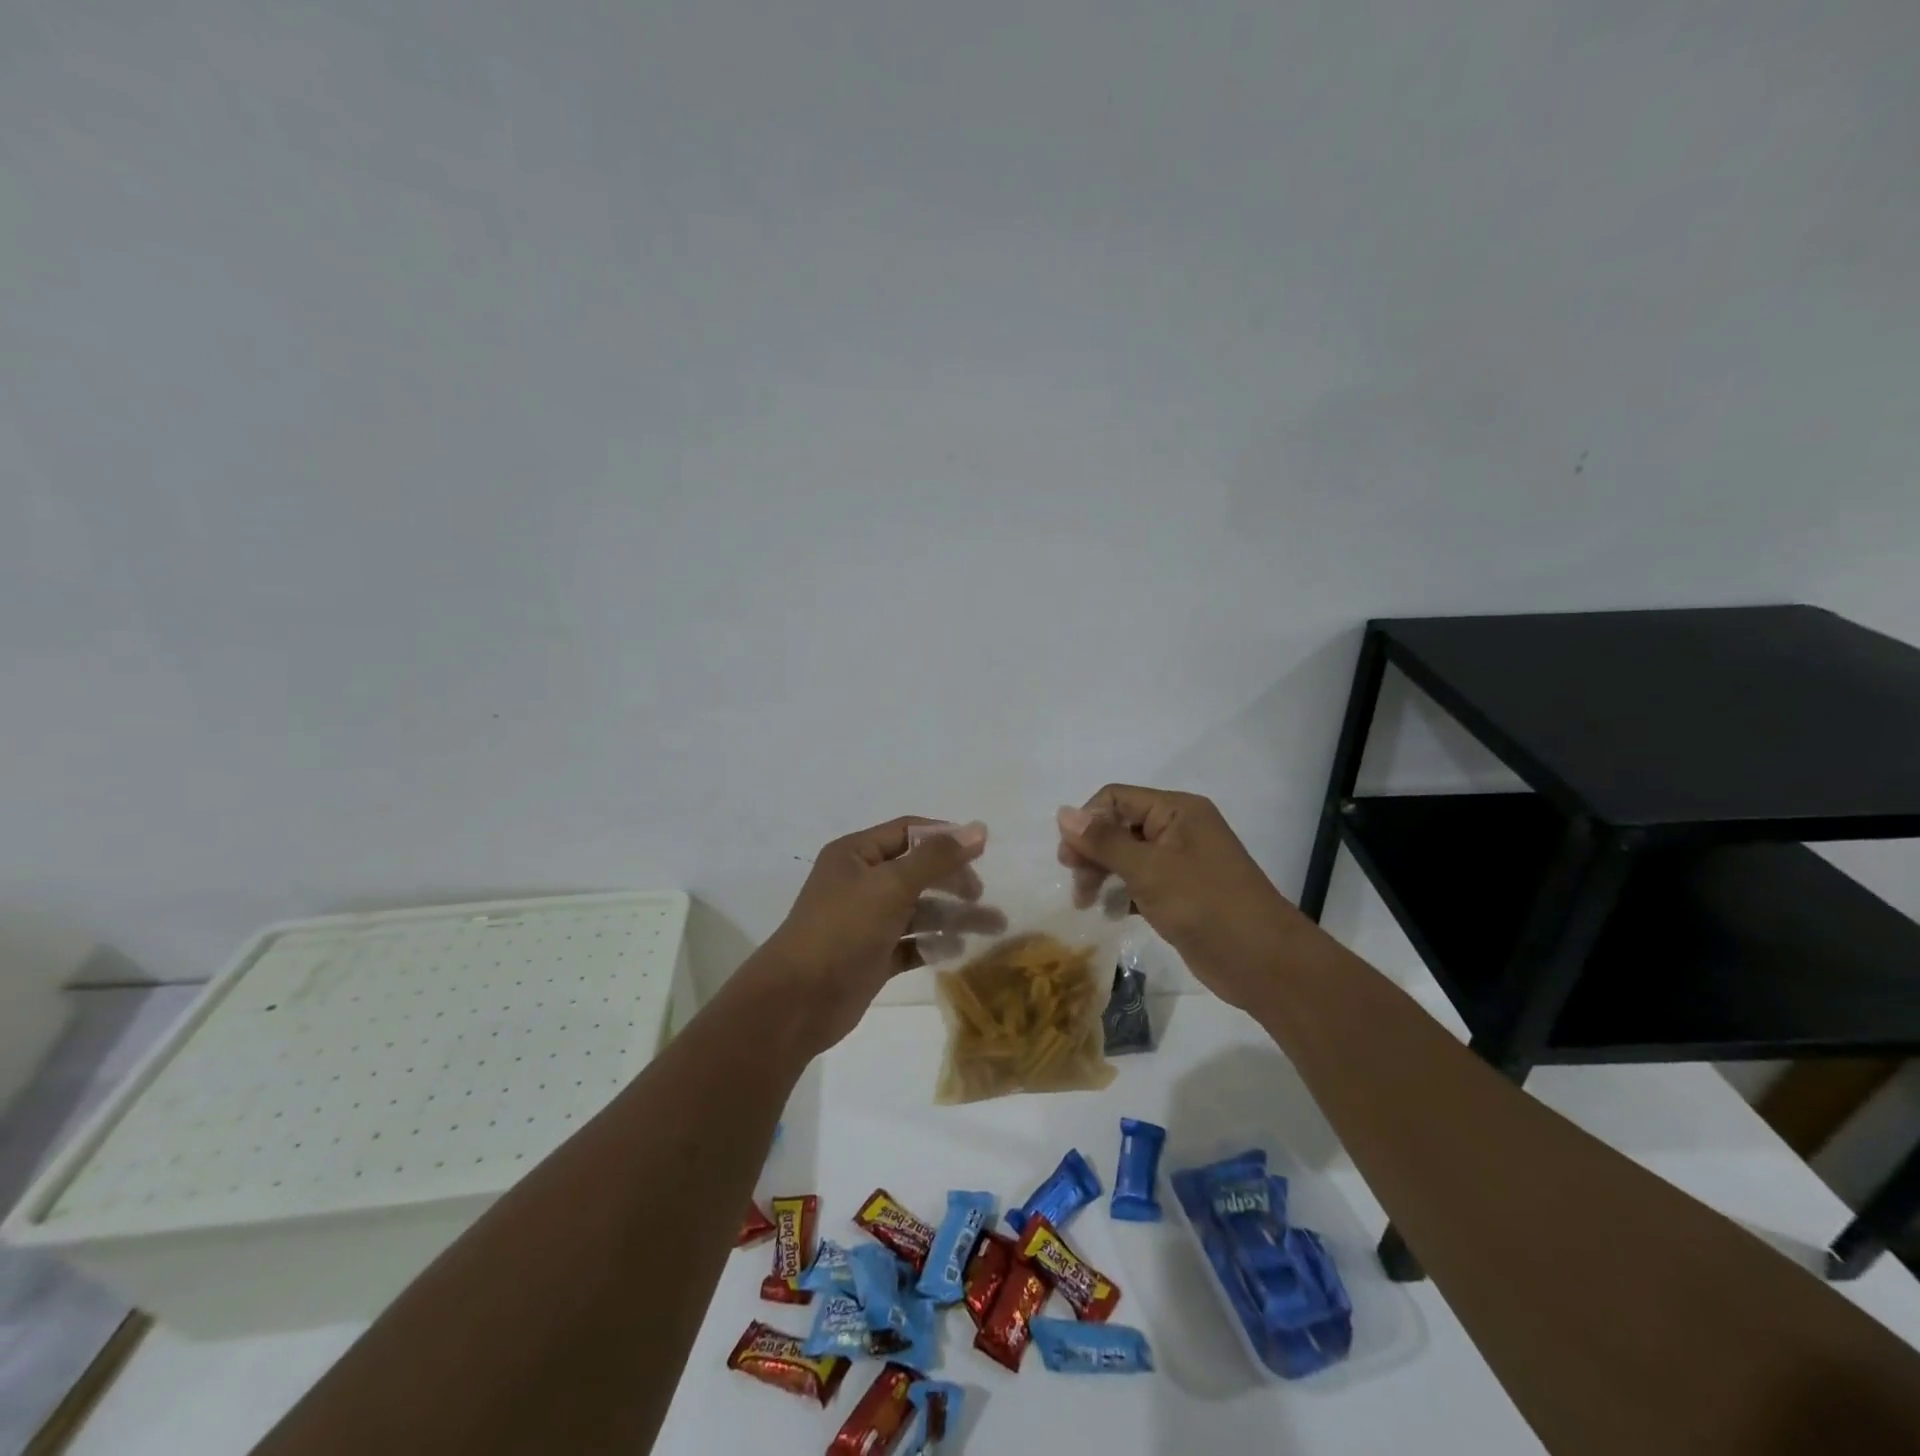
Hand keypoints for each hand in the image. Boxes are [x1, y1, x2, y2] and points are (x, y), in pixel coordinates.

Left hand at [753, 816, 997, 1052]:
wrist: (799, 1000)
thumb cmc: (843, 929)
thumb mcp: (892, 885)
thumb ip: (937, 858)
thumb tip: (978, 828)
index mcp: (856, 854)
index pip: (908, 831)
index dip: (945, 837)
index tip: (983, 850)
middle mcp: (860, 882)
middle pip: (917, 871)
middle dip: (953, 880)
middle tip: (981, 895)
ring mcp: (866, 921)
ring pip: (919, 909)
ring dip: (952, 915)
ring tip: (993, 926)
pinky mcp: (873, 956)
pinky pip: (911, 943)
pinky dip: (934, 945)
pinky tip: (958, 951)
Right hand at [1057, 786, 1304, 1011]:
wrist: (1263, 961)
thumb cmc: (1204, 904)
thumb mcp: (1148, 869)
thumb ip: (1103, 841)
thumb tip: (1062, 812)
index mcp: (1177, 810)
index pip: (1116, 798)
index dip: (1088, 822)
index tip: (1069, 858)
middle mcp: (1179, 829)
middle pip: (1119, 826)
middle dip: (1092, 851)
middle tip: (1076, 883)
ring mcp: (1181, 862)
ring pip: (1127, 856)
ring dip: (1103, 874)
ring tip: (1087, 903)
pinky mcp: (1181, 893)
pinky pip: (1141, 882)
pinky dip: (1123, 894)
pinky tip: (1112, 913)